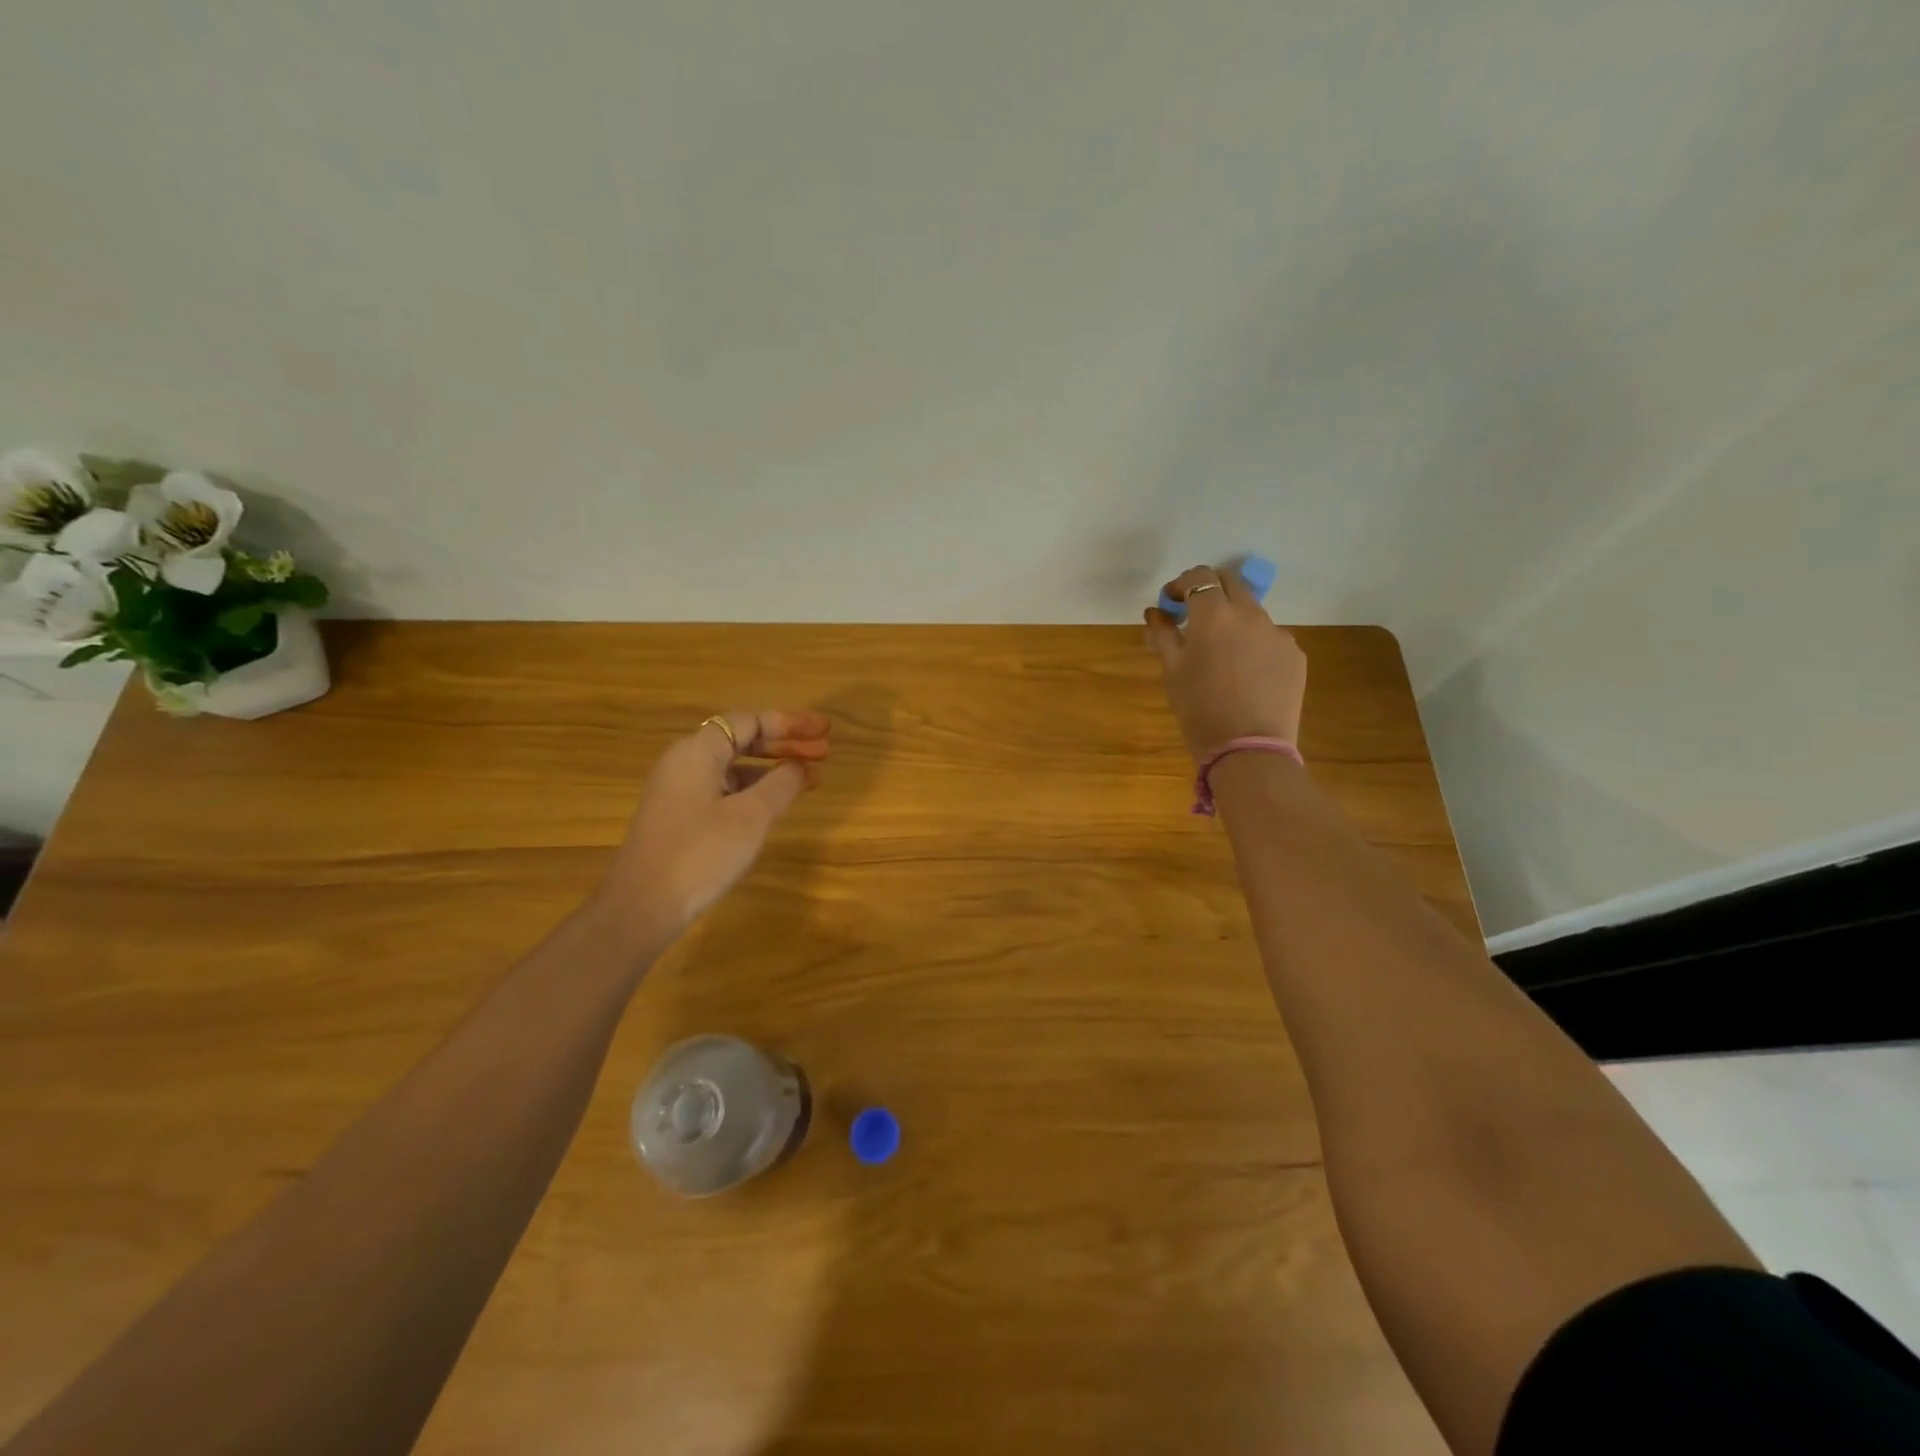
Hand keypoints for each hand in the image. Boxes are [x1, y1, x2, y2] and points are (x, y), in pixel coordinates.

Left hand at [595, 710, 831, 948]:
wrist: (643, 907)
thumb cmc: (700, 853)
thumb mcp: (751, 817)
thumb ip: (781, 784)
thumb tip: (800, 766)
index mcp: (697, 752)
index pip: (749, 721)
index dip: (790, 723)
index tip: (823, 730)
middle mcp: (684, 763)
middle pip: (741, 739)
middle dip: (785, 744)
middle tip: (825, 751)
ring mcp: (679, 791)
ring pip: (734, 766)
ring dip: (773, 768)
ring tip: (811, 777)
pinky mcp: (680, 817)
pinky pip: (725, 788)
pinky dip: (755, 789)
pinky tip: (777, 803)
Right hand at [1145, 566, 1306, 760]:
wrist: (1248, 749)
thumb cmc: (1199, 710)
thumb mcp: (1172, 672)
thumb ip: (1163, 635)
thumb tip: (1155, 613)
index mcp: (1214, 615)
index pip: (1200, 577)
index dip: (1182, 584)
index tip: (1171, 602)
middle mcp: (1250, 614)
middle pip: (1231, 581)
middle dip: (1210, 589)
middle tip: (1194, 614)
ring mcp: (1277, 633)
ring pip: (1252, 611)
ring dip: (1233, 617)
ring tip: (1220, 650)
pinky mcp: (1294, 654)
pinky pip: (1269, 637)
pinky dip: (1253, 642)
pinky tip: (1244, 673)